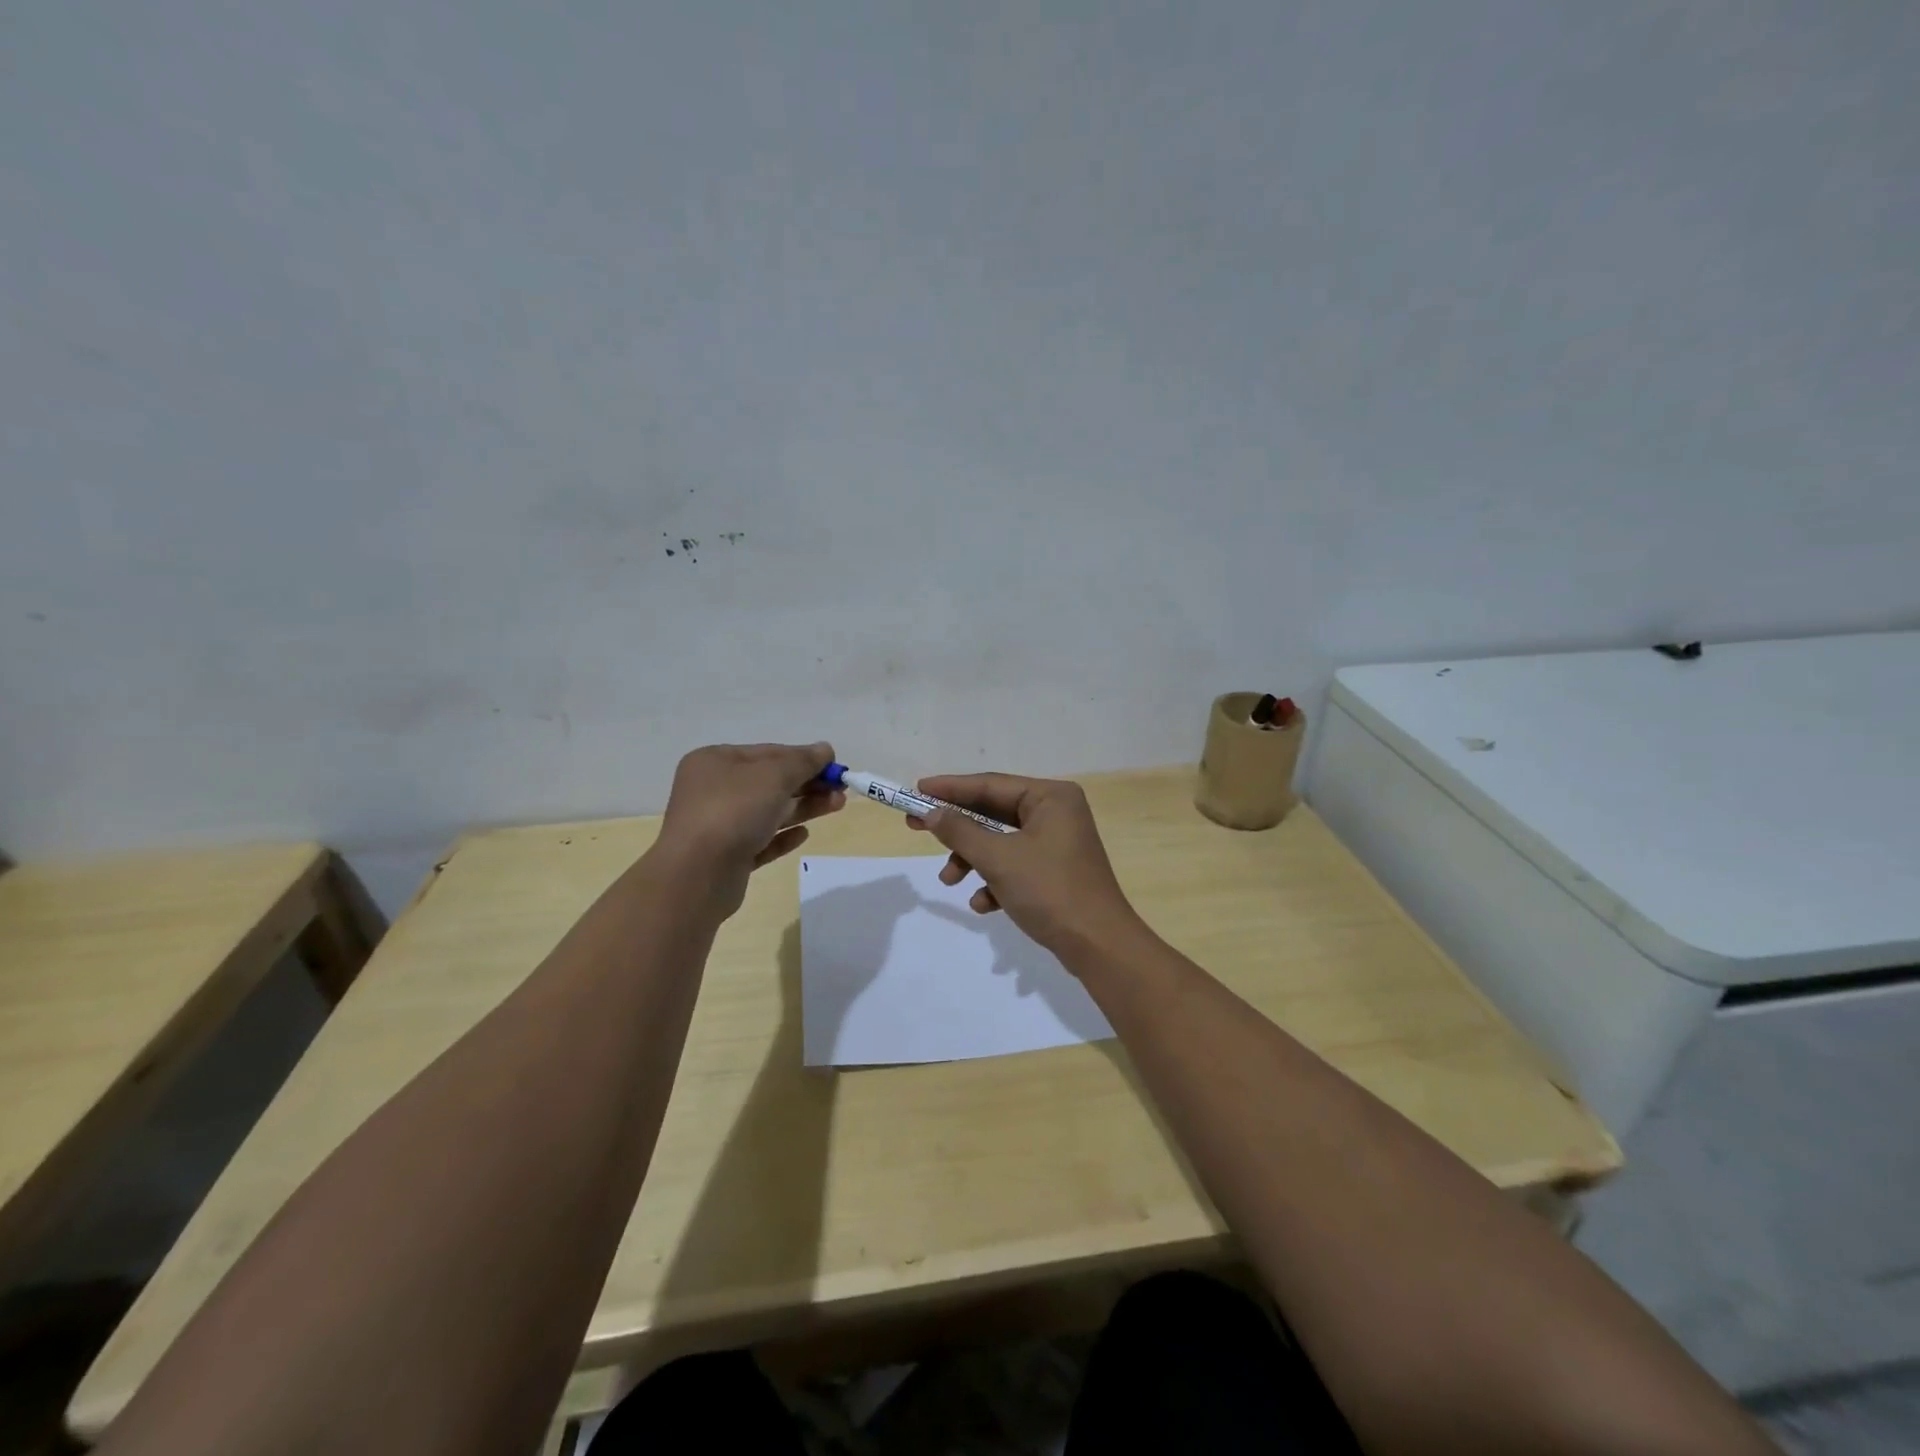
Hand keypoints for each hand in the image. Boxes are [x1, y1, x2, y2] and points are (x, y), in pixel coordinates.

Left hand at [655, 742, 843, 913]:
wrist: (697, 875)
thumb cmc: (733, 811)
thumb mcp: (774, 776)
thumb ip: (802, 761)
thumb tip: (825, 749)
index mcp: (715, 762)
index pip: (767, 752)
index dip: (803, 757)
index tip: (834, 766)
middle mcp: (712, 790)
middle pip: (769, 783)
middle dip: (808, 784)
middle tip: (841, 789)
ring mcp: (718, 826)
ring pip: (768, 812)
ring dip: (803, 808)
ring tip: (837, 806)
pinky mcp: (727, 858)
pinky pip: (760, 841)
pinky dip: (782, 836)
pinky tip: (804, 835)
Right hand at [908, 772, 1144, 960]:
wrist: (1098, 946)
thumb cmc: (1049, 890)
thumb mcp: (998, 859)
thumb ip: (961, 831)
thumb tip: (930, 812)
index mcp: (1051, 797)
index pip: (990, 784)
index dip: (950, 788)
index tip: (916, 791)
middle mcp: (1056, 813)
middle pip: (994, 813)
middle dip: (957, 829)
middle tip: (916, 827)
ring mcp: (1057, 843)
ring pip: (1001, 842)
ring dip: (973, 860)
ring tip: (949, 880)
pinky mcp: (1055, 871)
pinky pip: (1015, 865)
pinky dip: (995, 880)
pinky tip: (984, 905)